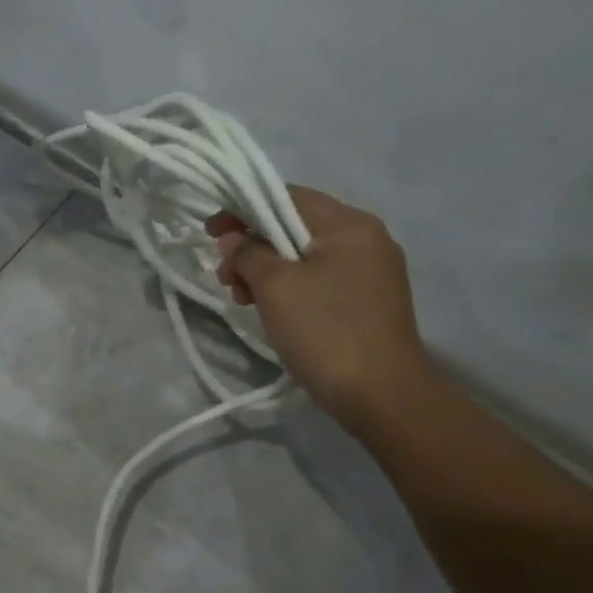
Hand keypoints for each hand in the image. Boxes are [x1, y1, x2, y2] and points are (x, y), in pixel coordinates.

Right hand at [207, 185, 429, 423]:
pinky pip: (321, 280)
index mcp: (349, 224)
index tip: (211, 234)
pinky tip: (273, 312)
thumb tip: (234, 239)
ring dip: (268, 272)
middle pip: (296, 227)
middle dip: (253, 247)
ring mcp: (373, 271)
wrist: (381, 395)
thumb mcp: (275, 286)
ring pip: (306, 257)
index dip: (243, 209)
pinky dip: (291, 288)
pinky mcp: (370, 301)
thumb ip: (248, 253)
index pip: (287, 197)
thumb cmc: (324, 330)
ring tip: (243, 300)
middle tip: (224, 278)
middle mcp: (367, 238)